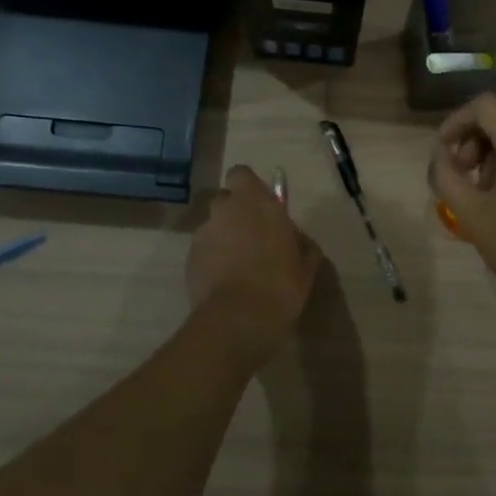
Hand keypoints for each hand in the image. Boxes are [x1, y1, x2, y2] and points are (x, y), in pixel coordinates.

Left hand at [185, 165, 322, 367]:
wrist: (238, 320)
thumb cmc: (280, 285)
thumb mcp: (306, 265)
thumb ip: (301, 244)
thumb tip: (298, 240)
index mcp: (256, 202)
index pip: (241, 174)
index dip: (248, 187)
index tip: (260, 205)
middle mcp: (226, 210)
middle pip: (225, 200)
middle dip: (235, 213)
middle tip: (252, 237)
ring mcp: (204, 234)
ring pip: (213, 226)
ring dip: (223, 237)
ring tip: (237, 265)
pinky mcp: (189, 258)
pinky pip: (203, 250)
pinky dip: (211, 259)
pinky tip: (224, 281)